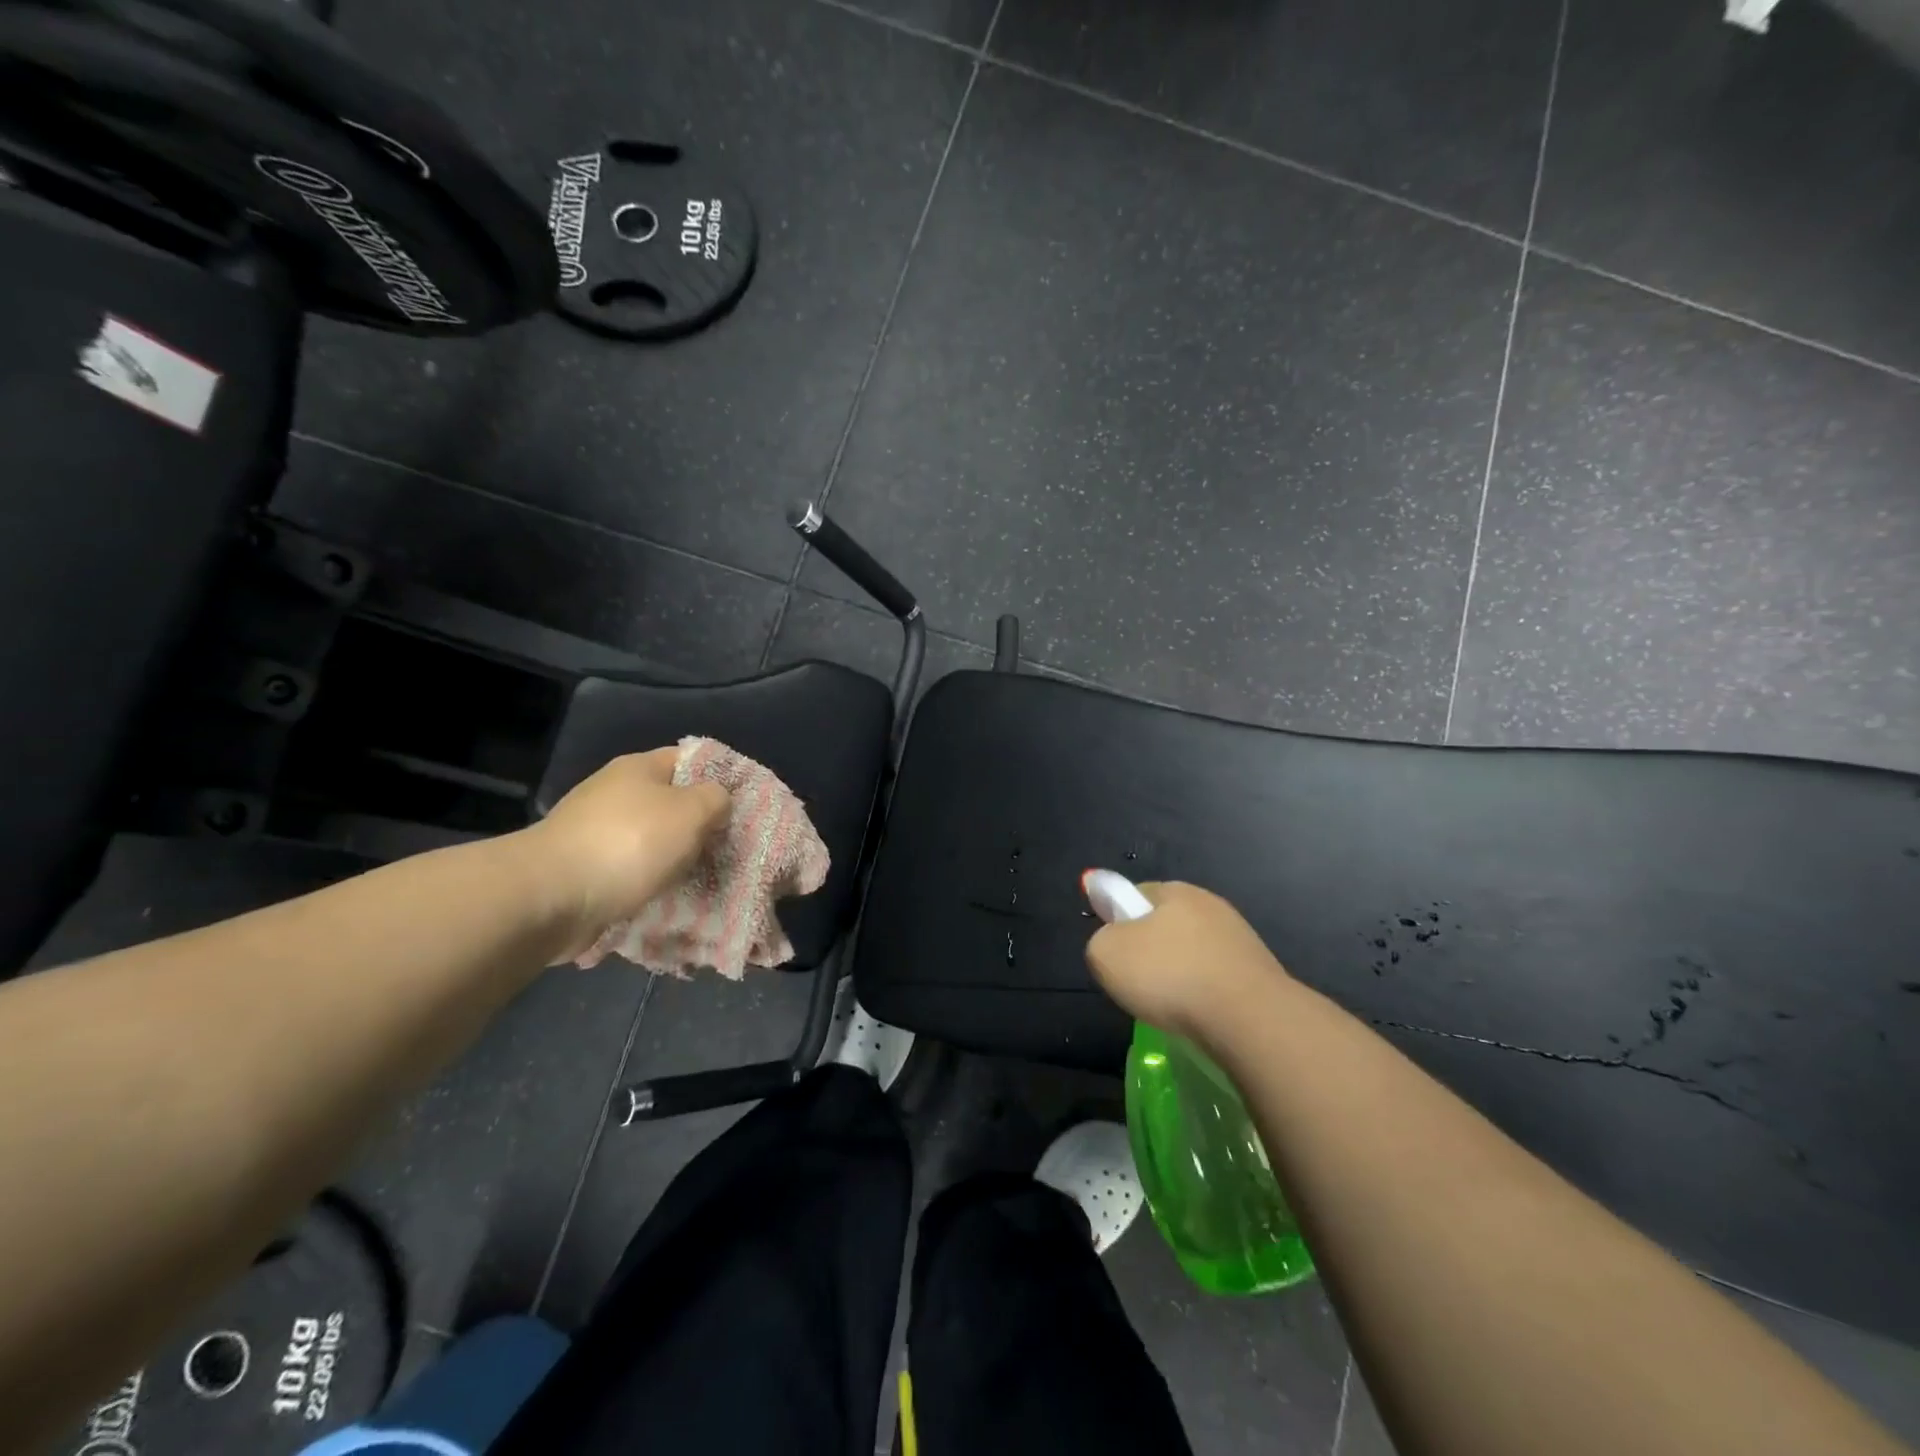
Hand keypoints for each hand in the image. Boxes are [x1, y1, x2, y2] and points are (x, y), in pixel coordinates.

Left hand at [519, 749, 731, 959]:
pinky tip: (666, 897)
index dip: (720, 776)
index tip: (743, 805)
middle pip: (671, 802)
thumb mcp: (692, 812)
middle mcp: (614, 792)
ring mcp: (594, 830)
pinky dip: (648, 882)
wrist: (549, 897)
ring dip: (674, 858)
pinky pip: (629, 870)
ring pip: (651, 839)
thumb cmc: (629, 844)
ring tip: (702, 878)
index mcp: (639, 768)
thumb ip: (716, 800)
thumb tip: (717, 803)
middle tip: (727, 847)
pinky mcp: (582, 867)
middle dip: (699, 825)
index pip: (689, 759)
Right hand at [1085, 881, 1293, 1040]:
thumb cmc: (1170, 976)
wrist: (1250, 1019)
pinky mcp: (1260, 973)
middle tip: (1138, 984)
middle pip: (1167, 924)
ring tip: (1171, 1007)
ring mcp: (1240, 939)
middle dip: (1152, 950)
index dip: (1119, 921)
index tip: (1116, 954)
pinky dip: (1206, 995)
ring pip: (1194, 953)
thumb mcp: (1106, 954)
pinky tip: (1200, 1017)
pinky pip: (1218, 980)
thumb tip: (1113, 942)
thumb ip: (1100, 940)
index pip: (1136, 895)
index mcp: (1175, 891)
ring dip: (1181, 974)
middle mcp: (1211, 905)